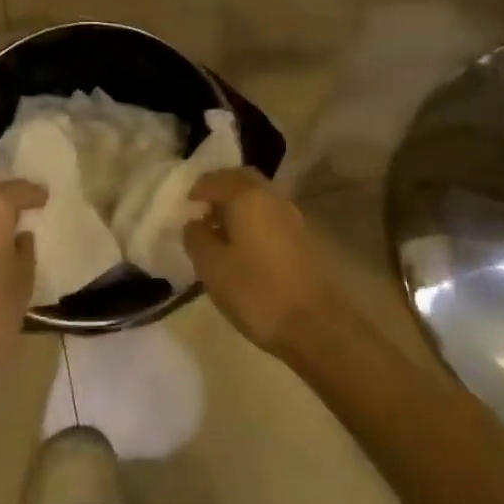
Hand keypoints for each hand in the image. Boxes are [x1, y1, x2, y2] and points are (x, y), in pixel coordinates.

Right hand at [183, 169, 344, 357]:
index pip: (216, 178)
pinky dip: (254, 221)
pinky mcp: (305, 238)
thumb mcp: (212, 268)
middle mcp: (272, 197)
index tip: (185, 206)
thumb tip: (194, 223)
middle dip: (221, 190)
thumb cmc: (257, 292)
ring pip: (260, 198)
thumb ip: (196, 238)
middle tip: (203, 211)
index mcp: (247, 197)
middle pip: (242, 180)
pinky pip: (271, 216)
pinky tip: (245, 248)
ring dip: (238, 206)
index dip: (198, 189)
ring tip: (220, 233)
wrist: (317, 325)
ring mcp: (293, 216)